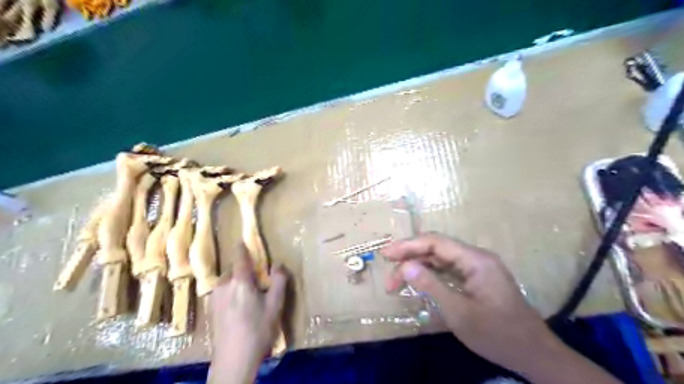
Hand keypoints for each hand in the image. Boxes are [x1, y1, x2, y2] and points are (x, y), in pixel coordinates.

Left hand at [205, 244, 286, 383]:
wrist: (233, 359)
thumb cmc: (258, 329)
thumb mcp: (275, 304)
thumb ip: (279, 280)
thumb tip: (278, 264)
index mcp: (240, 280)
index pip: (240, 256)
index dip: (242, 246)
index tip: (243, 240)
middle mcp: (224, 285)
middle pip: (234, 270)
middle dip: (244, 271)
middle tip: (257, 281)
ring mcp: (215, 298)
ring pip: (228, 282)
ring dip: (237, 283)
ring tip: (249, 297)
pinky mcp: (211, 310)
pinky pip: (223, 293)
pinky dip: (231, 293)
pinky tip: (238, 309)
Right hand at [384, 233, 620, 382]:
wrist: (534, 353)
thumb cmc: (497, 334)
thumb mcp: (459, 313)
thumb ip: (431, 286)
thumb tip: (405, 266)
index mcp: (476, 260)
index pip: (436, 243)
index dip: (408, 246)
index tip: (386, 255)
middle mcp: (476, 257)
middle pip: (436, 249)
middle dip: (410, 258)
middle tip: (389, 275)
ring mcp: (477, 267)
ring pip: (441, 259)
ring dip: (418, 267)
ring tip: (397, 282)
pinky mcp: (477, 278)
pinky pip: (448, 270)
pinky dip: (430, 275)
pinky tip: (418, 282)